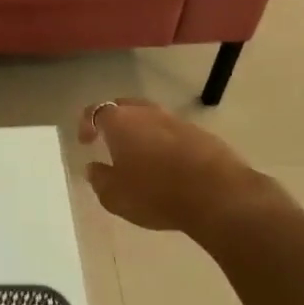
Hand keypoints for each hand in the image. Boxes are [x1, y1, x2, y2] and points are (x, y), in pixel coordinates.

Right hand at [78, 98, 287, 235]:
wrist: (218, 195)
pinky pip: (174, 132)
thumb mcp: (115, 197)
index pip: (95, 111)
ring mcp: (177, 121)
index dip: (86, 124)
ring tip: (140, 155)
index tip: (86, 142)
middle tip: (110, 142)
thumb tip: (93, 168)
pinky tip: (169, 165)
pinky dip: (166, 143)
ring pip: (152, 118)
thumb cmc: (156, 194)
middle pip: (125, 107)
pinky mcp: (202, 134)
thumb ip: (99, 179)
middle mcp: (147, 113)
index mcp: (120, 122)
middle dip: (114, 121)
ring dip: (142, 132)